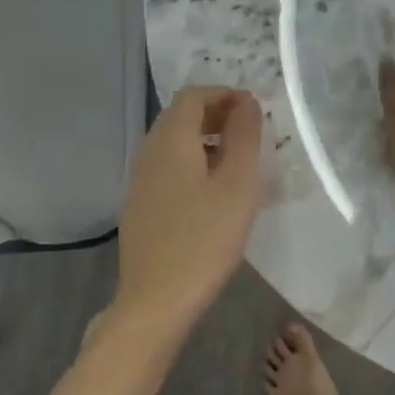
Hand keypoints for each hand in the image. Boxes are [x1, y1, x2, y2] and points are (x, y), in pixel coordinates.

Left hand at [115, 85, 263, 331]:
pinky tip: (213, 193)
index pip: (193, 95)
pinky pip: (168, 168)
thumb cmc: (206, 238)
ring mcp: (140, 181)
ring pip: (173, 144)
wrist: (157, 301)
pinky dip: (192, 163)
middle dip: (216, 114)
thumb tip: (246, 101)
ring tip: (238, 162)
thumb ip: (244, 136)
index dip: (224, 94)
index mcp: (171, 140)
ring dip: (205, 140)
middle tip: (250, 132)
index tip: (254, 110)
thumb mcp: (238, 184)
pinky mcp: (140, 207)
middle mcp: (149, 152)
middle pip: (180, 116)